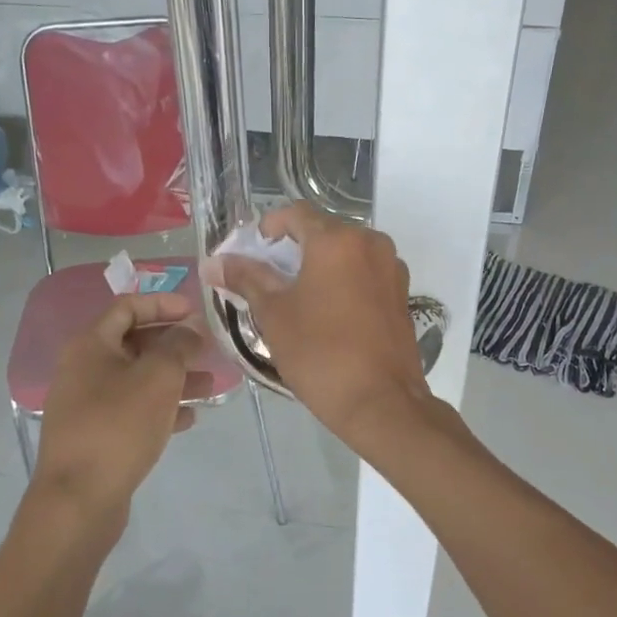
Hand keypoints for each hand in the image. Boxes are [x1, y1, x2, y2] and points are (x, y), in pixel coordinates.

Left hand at [28, 293, 205, 535]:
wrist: (78, 499)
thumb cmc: (119, 426)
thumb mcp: (158, 377)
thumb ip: (178, 346)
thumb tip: (190, 329)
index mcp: (91, 345)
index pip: (127, 307)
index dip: (162, 303)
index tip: (195, 312)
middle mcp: (83, 368)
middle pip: (134, 343)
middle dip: (174, 345)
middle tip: (208, 350)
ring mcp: (87, 404)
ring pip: (137, 379)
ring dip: (174, 378)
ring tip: (211, 387)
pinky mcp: (95, 435)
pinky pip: (132, 410)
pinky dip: (160, 408)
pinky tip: (189, 418)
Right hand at [208, 205, 431, 452]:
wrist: (381, 402)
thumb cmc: (320, 354)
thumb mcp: (274, 315)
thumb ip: (246, 279)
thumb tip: (214, 262)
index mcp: (337, 240)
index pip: (296, 214)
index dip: (269, 227)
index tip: (252, 252)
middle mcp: (371, 243)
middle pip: (324, 231)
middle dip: (294, 248)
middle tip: (268, 277)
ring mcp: (392, 269)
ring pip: (347, 253)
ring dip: (320, 265)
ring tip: (297, 296)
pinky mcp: (402, 294)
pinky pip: (365, 274)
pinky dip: (343, 281)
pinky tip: (328, 312)